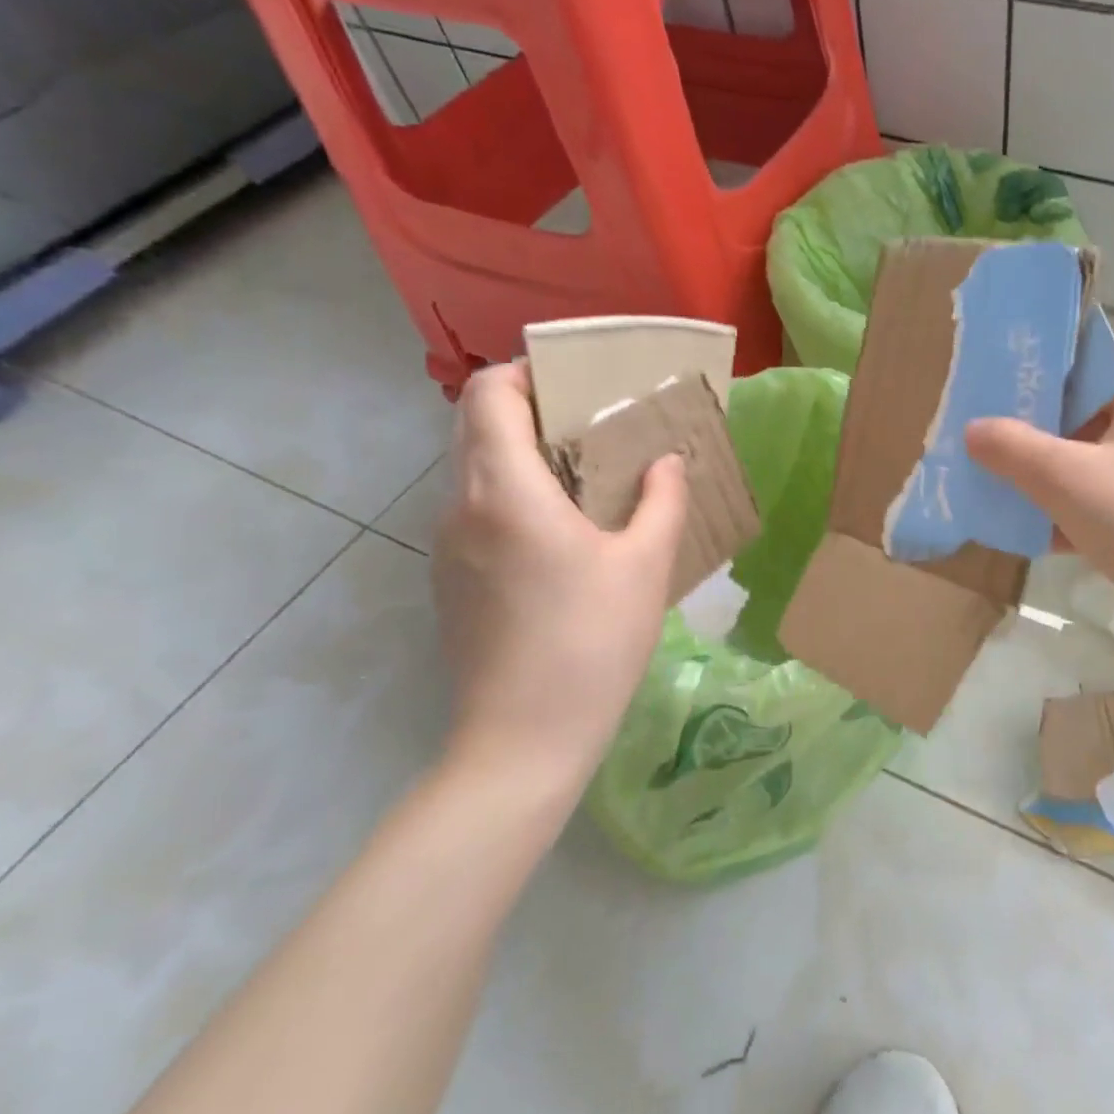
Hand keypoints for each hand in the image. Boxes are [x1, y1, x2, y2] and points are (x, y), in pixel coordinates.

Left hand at [432, 363, 686, 806]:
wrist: (522, 741)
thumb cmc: (592, 642)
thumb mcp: (646, 566)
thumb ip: (662, 501)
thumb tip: (667, 463)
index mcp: (506, 491)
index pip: (487, 395)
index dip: (524, 373)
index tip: (575, 383)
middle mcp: (461, 508)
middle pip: (475, 427)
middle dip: (530, 412)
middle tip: (593, 428)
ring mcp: (446, 548)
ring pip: (473, 472)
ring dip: (522, 457)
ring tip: (585, 481)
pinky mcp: (450, 582)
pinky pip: (476, 513)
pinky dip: (512, 498)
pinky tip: (562, 538)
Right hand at [965, 352, 1113, 623]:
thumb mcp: (1069, 480)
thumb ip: (1013, 449)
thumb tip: (972, 430)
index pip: (1078, 359)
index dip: (1027, 374)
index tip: (978, 394)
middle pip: (1079, 409)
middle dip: (1026, 433)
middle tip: (973, 445)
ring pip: (1088, 456)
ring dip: (1042, 475)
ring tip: (988, 487)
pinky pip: (1103, 493)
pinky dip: (1069, 508)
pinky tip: (1025, 530)